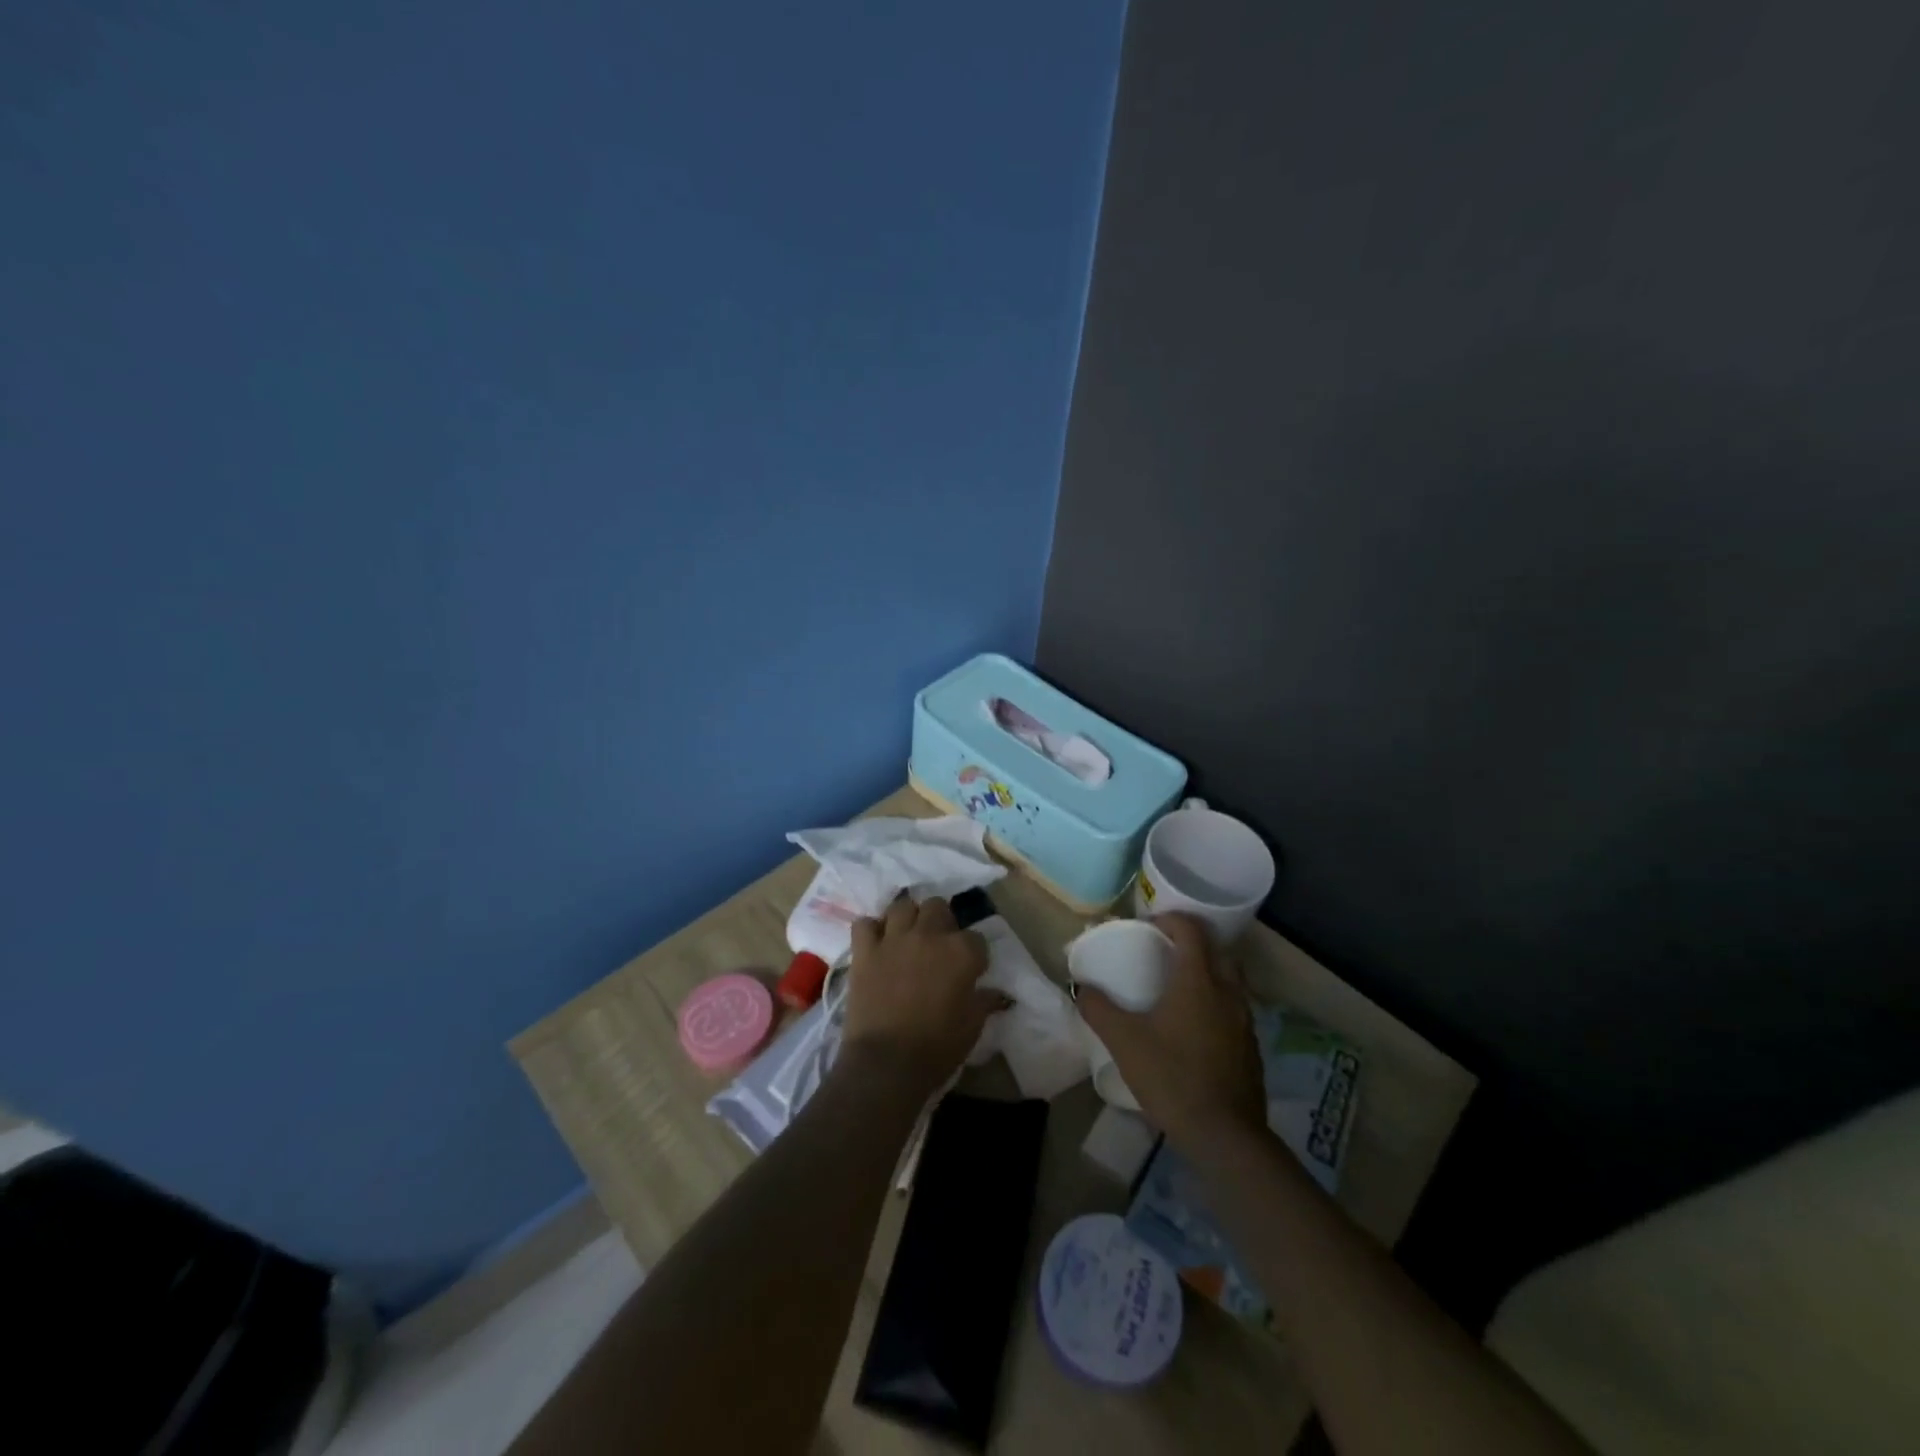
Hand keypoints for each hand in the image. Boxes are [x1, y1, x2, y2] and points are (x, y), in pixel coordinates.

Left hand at [841, 893, 1000, 1098]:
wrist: (886, 1064)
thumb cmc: (937, 1048)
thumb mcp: (972, 1027)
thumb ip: (985, 1001)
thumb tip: (998, 994)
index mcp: (961, 952)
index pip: (976, 938)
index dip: (974, 954)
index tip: (970, 970)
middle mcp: (928, 935)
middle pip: (937, 907)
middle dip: (941, 922)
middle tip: (938, 945)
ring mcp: (893, 939)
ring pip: (902, 906)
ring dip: (908, 918)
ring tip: (908, 937)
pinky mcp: (864, 950)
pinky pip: (865, 923)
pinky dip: (871, 930)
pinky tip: (876, 944)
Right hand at [1076, 913, 1267, 1152]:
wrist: (1224, 1135)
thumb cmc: (1172, 1077)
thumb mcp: (1124, 1041)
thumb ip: (1099, 1009)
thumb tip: (1080, 987)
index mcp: (1198, 980)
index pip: (1191, 930)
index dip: (1170, 919)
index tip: (1149, 926)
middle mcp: (1228, 991)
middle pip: (1217, 950)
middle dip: (1193, 943)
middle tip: (1165, 953)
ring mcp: (1244, 1020)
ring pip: (1230, 980)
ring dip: (1207, 973)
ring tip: (1178, 989)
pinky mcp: (1251, 1047)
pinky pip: (1234, 1008)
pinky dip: (1216, 1003)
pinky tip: (1196, 1028)